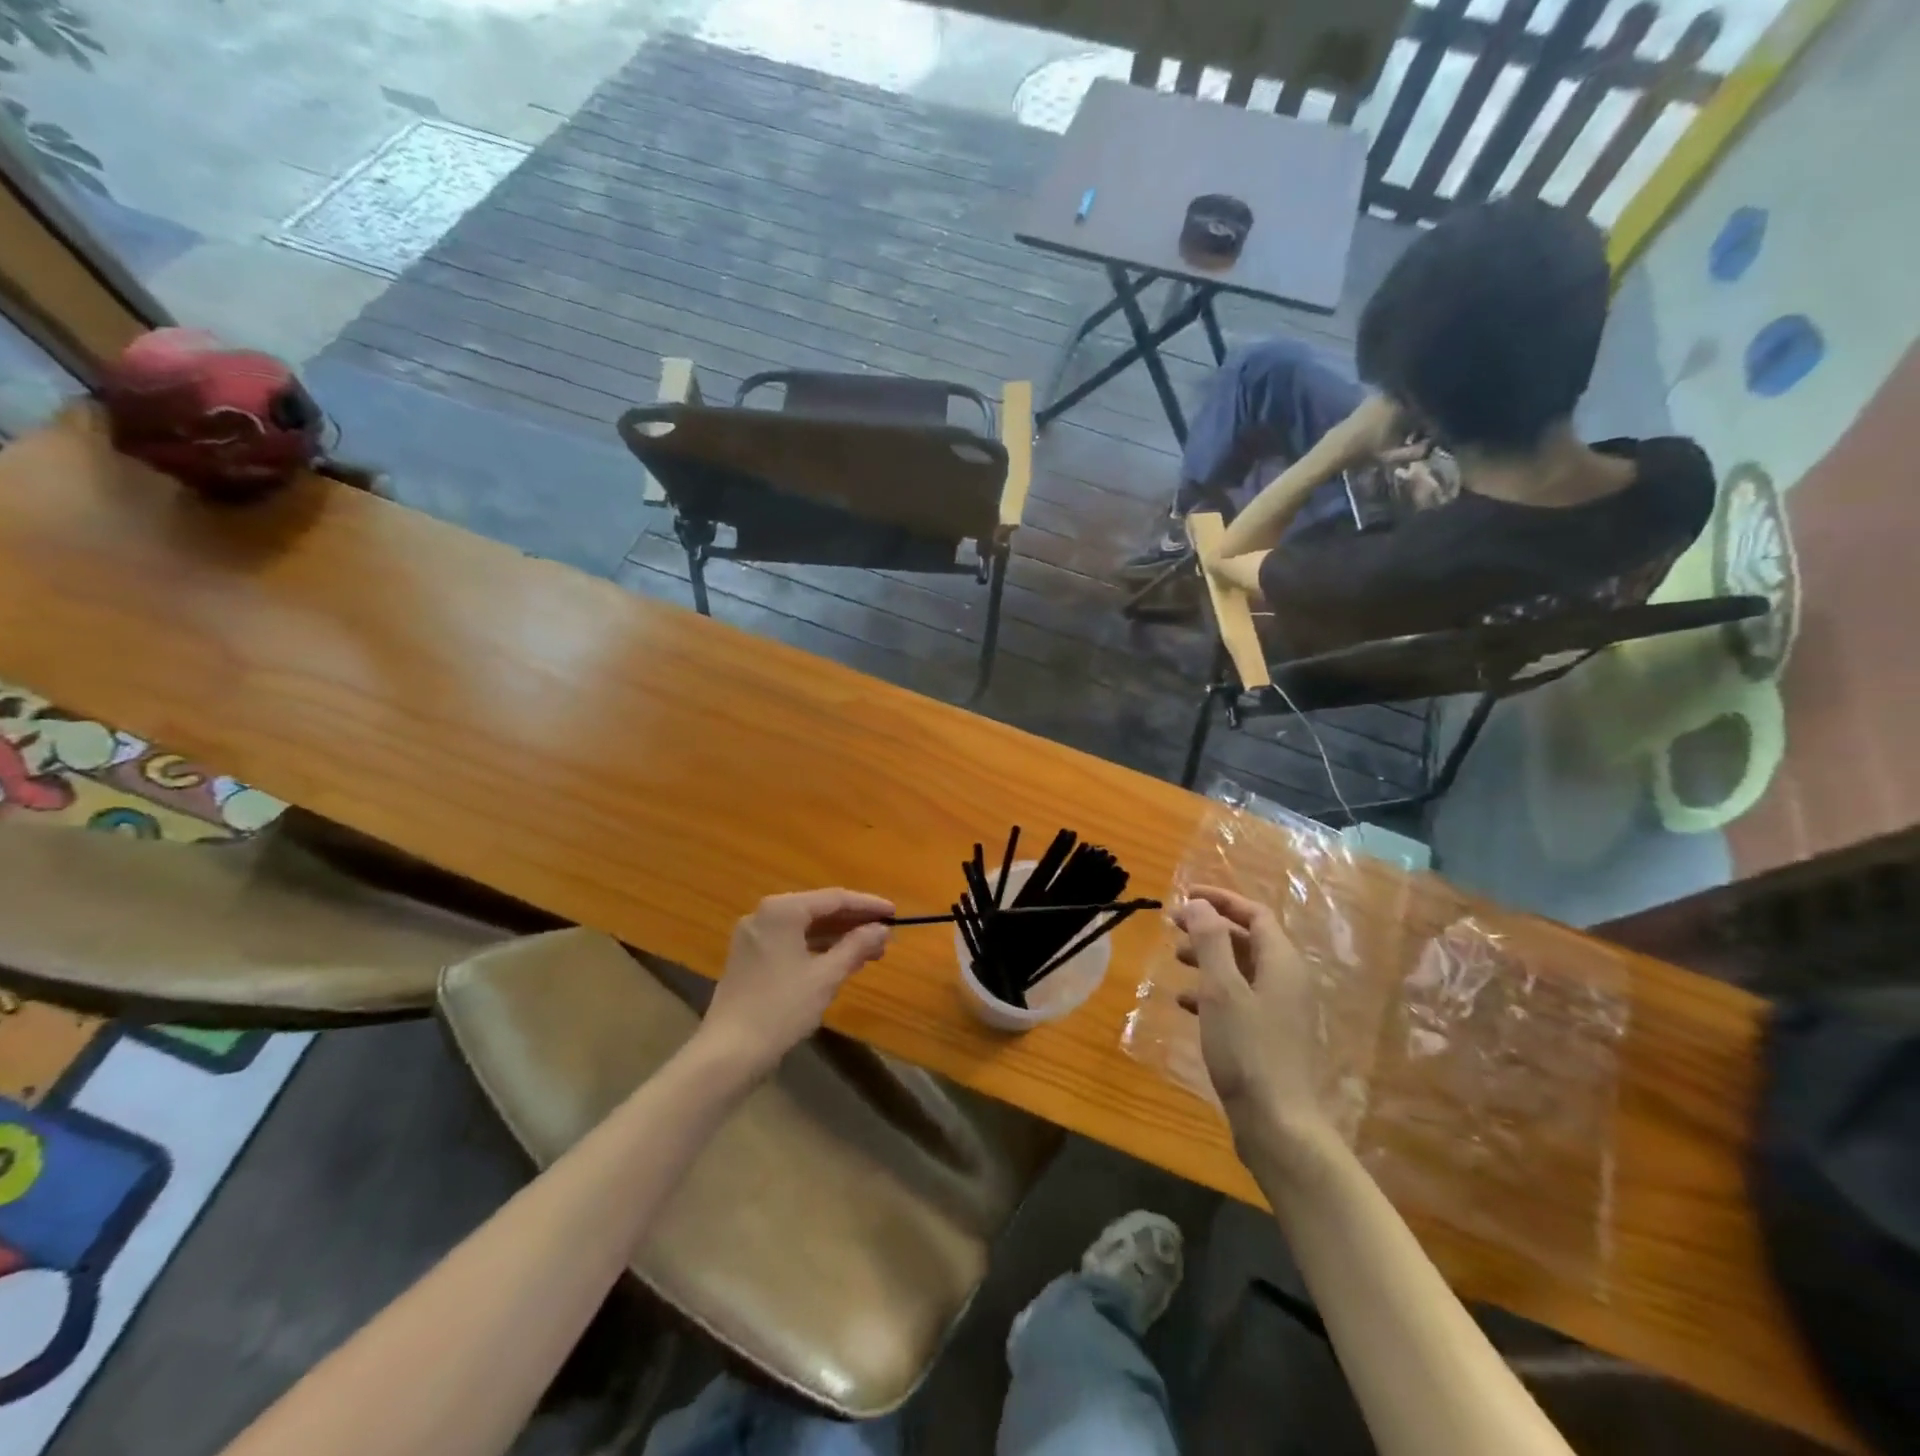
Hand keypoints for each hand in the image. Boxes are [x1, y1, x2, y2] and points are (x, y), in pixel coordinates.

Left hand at [697, 889, 894, 1081]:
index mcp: (782, 910)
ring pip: (804, 928)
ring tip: (870, 951)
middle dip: (853, 923)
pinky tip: (840, 961)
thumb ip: (856, 946)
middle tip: (886, 935)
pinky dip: (816, 948)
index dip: (868, 905)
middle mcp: (764, 914)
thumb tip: (882, 930)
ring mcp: (753, 936)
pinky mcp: (749, 957)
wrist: (729, 1052)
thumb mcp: (826, 976)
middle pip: (818, 910)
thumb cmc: (781, 1008)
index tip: (895, 913)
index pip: (834, 899)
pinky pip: (791, 942)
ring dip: (837, 937)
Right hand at [1172, 886, 1332, 1162]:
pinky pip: (1238, 998)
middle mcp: (1286, 981)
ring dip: (1208, 959)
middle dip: (1210, 929)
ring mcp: (1280, 1011)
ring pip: (1241, 969)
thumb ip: (1210, 942)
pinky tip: (1185, 1003)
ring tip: (1175, 961)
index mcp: (1282, 963)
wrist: (1277, 1124)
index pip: (1254, 914)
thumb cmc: (1248, 1049)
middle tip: (1173, 927)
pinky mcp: (1268, 1036)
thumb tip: (1199, 904)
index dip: (1221, 900)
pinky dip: (1211, 992)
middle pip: (1248, 940)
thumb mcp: (1222, 989)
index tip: (1185, 896)